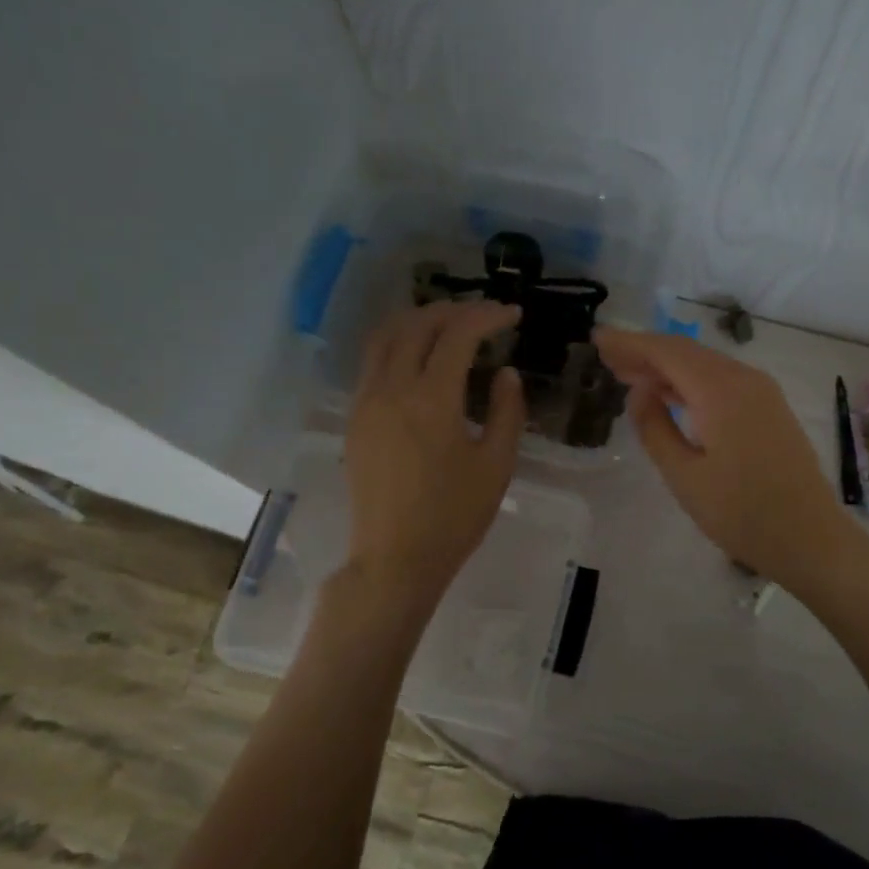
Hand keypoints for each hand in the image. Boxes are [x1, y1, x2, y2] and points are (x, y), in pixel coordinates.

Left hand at [343, 302, 526, 599]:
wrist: (395, 559)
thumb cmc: (454, 516)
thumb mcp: (496, 465)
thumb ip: (506, 411)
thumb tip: (505, 373)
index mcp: (432, 399)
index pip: (459, 333)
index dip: (488, 316)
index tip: (512, 315)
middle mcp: (392, 388)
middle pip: (418, 324)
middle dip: (455, 310)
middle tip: (485, 316)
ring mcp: (366, 401)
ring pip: (386, 336)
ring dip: (420, 320)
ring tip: (449, 324)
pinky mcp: (355, 418)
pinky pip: (373, 361)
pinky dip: (398, 342)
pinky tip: (419, 355)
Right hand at [594, 328, 863, 591]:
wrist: (811, 539)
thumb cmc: (741, 514)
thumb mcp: (684, 476)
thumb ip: (655, 427)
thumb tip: (640, 391)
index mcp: (721, 390)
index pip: (667, 352)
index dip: (630, 343)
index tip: (598, 338)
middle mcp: (744, 379)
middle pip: (686, 352)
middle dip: (645, 352)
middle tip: (607, 356)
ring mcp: (762, 392)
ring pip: (704, 365)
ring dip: (666, 367)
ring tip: (627, 374)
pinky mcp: (769, 408)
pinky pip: (721, 381)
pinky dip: (690, 382)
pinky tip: (669, 395)